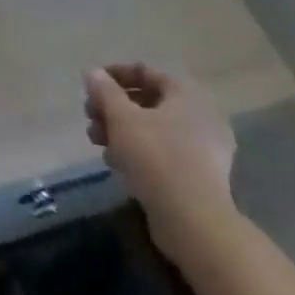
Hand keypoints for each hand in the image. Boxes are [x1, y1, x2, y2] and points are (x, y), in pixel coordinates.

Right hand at [84, 63, 237, 259]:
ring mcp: (204, 149)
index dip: (114, 75)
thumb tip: (93, 73)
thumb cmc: (156, 157)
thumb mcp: (121, 117)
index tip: (90, 86)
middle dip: (114, 108)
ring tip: (97, 143)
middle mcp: (201, 116)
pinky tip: (117, 163)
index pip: (145, 72)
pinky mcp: (200, 176)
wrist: (194, 222)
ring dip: (122, 131)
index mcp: (187, 95)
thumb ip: (104, 91)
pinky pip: (164, 152)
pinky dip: (139, 152)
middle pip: (148, 101)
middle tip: (90, 117)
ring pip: (154, 129)